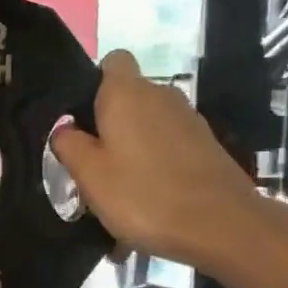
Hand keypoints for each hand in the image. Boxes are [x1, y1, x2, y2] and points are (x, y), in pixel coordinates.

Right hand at [51, 50, 270, 276]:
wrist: (222, 227)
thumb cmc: (144, 195)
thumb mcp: (89, 174)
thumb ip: (68, 145)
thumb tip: (65, 129)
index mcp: (127, 92)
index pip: (112, 60)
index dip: (94, 83)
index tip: (82, 117)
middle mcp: (161, 94)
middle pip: (129, 96)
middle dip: (110, 122)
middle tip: (93, 162)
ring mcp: (189, 119)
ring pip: (150, 123)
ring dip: (134, 146)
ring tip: (121, 187)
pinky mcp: (207, 146)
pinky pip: (170, 146)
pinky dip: (158, 164)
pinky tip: (150, 200)